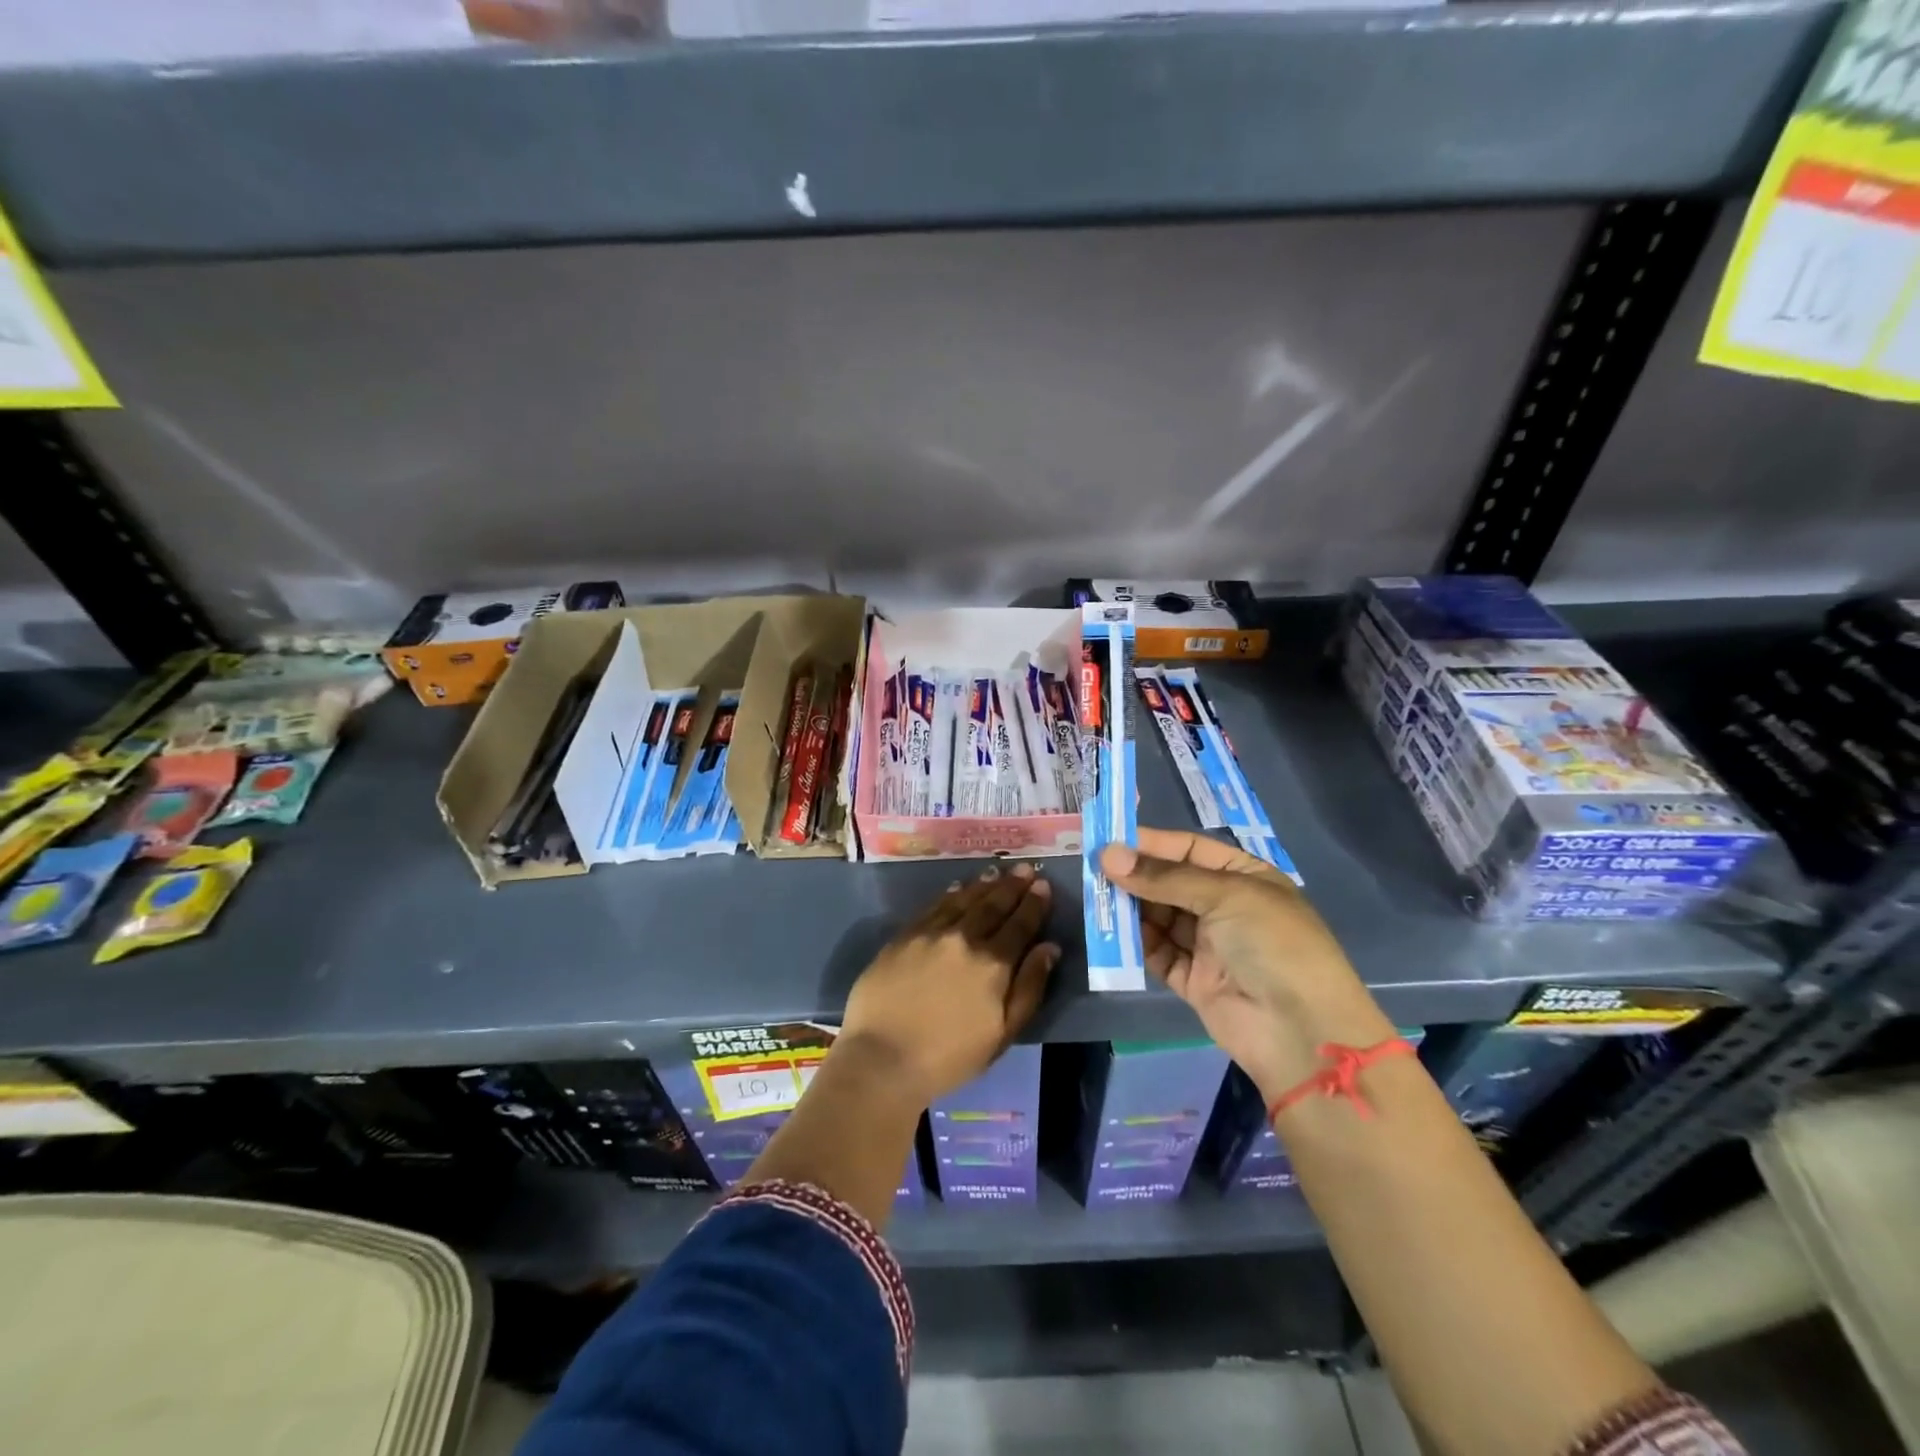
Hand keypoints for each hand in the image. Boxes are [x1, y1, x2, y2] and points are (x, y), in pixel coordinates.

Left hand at [838, 862, 1059, 1107]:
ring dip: (984, 884)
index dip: (1034, 903)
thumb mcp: (1003, 1033)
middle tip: (1025, 869)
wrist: (883, 1057)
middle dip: (1012, 886)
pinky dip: (950, 894)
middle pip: (993, 905)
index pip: (1020, 924)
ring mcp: (931, 933)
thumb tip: (1050, 948)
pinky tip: (958, 887)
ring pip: (964, 899)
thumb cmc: (950, 1056)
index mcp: (993, 963)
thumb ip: (1029, 987)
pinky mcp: (904, 936)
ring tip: (997, 871)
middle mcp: (964, 938)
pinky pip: (934, 906)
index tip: (1043, 884)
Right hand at [1099, 828, 1391, 1100]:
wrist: (1300, 1031)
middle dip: (1135, 876)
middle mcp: (1226, 907)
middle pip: (1170, 883)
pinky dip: (1136, 943)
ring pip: (1159, 917)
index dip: (1151, 844)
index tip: (1108, 841)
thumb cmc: (1273, 944)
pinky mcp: (1193, 980)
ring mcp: (1209, 945)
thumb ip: (1163, 877)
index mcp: (1244, 877)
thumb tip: (1107, 855)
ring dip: (1130, 908)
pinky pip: (1158, 953)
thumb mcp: (1224, 896)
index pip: (1190, 849)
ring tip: (1096, 898)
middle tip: (1092, 870)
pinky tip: (1112, 933)